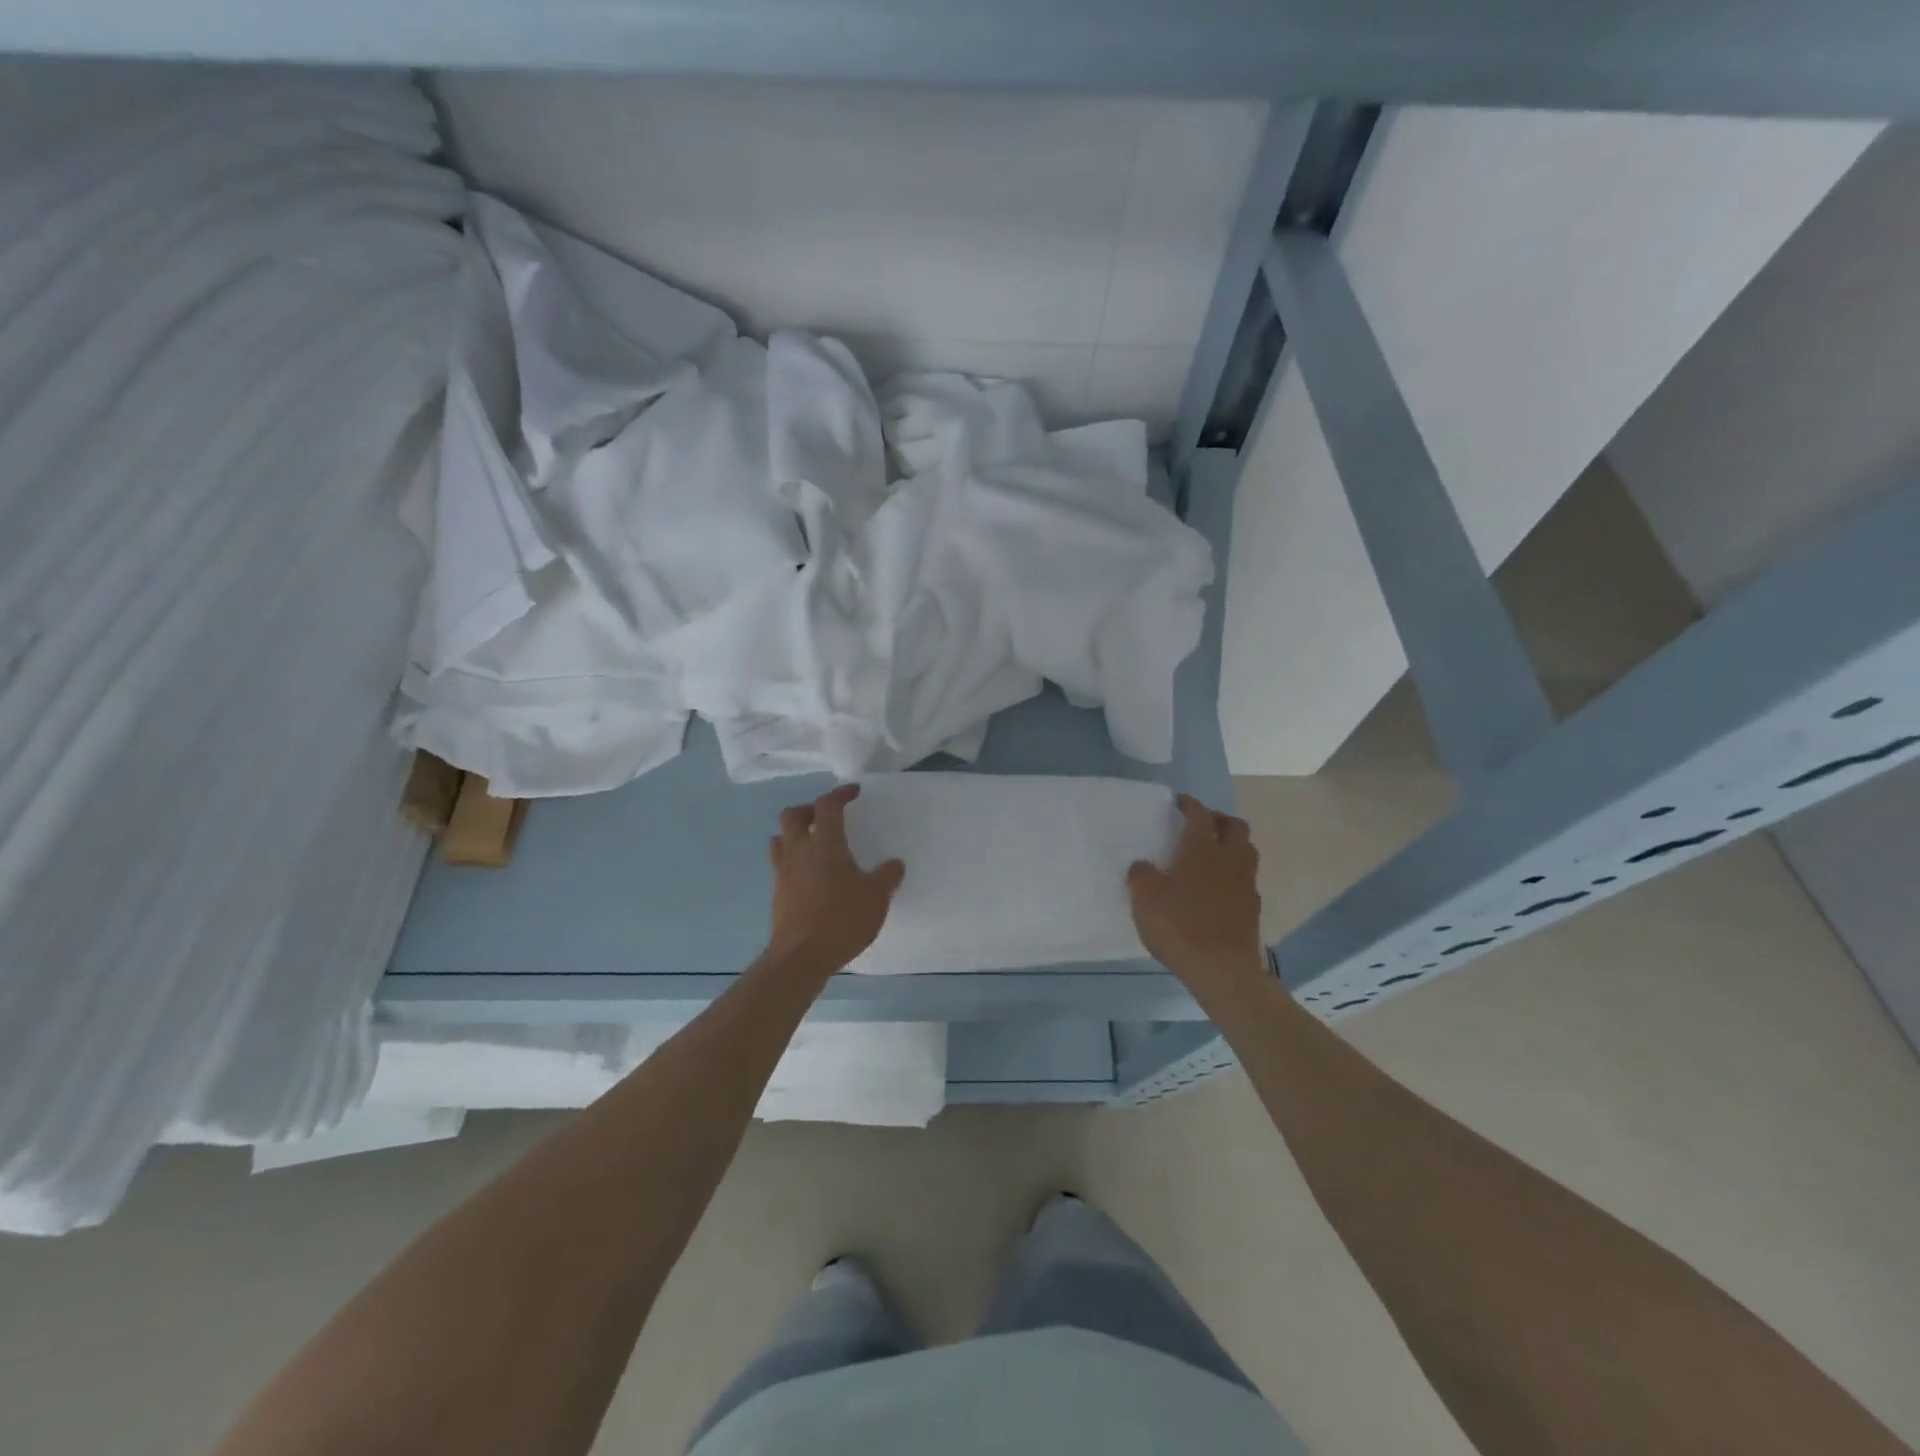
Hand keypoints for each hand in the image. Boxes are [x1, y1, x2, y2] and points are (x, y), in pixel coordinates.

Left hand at [766, 784, 904, 974]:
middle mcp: (799, 851)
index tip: (853, 792)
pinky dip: (793, 861)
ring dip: (794, 835)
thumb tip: (894, 864)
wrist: (801, 957)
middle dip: (809, 810)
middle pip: (792, 816)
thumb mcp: (876, 897)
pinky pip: (780, 865)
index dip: (840, 794)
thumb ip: (887, 876)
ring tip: (813, 844)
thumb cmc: (841, 918)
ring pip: (780, 840)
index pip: (827, 806)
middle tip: (826, 817)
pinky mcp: (777, 894)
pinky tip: (810, 877)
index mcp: (825, 844)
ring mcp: (783, 873)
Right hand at [1128, 794, 1266, 998]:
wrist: (1221, 970)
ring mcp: (1245, 885)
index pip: (1200, 814)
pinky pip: (1246, 880)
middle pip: (1236, 827)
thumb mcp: (1145, 898)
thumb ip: (1141, 875)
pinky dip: (1234, 875)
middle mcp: (1229, 860)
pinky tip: (1218, 889)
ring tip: (1213, 854)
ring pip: (1246, 852)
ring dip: (1232, 846)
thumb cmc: (1179, 925)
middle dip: (1219, 820)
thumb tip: (1142, 866)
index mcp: (1202, 849)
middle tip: (1202, 825)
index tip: (1180, 802)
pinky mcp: (1253, 909)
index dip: (1190, 804)